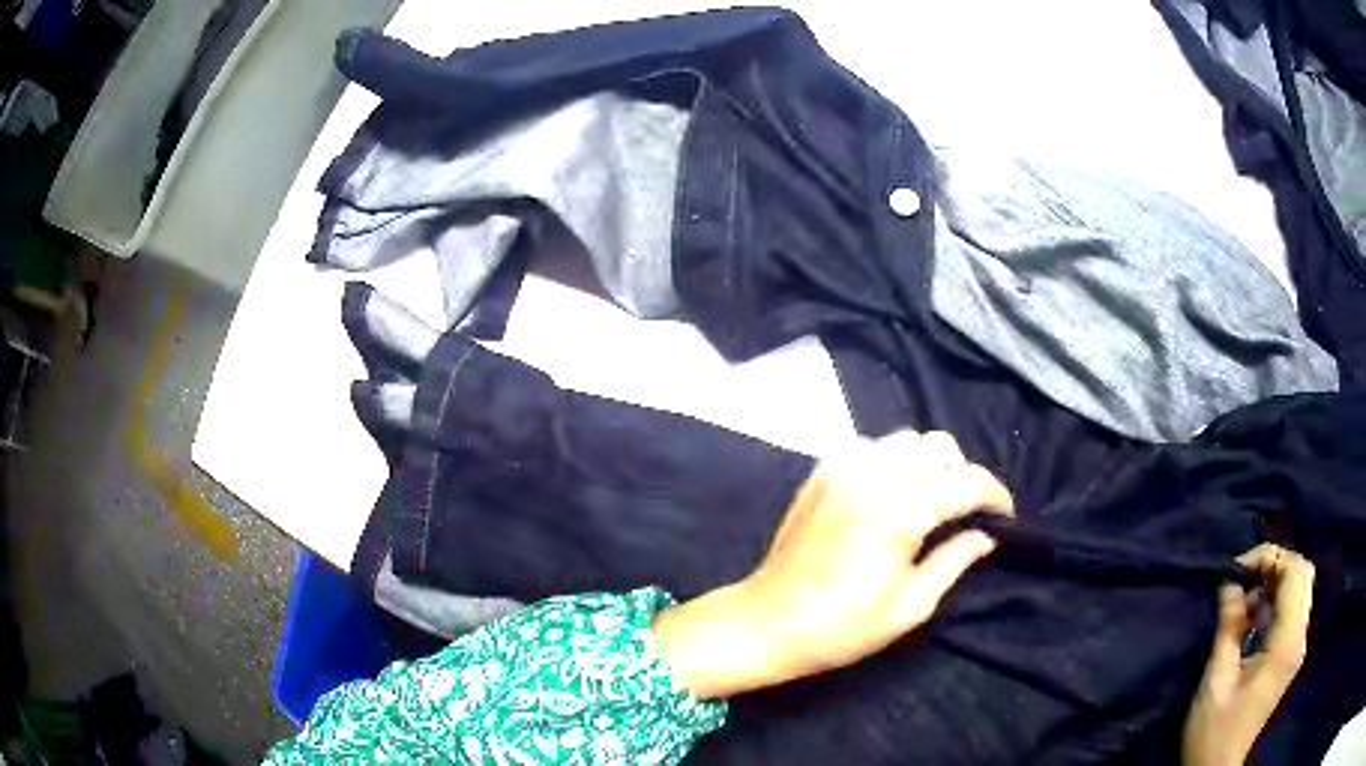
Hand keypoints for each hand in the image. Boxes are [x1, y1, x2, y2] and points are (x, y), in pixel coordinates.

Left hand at [653, 431, 1013, 698]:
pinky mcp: (822, 470)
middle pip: (938, 447)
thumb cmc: (841, 627)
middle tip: (962, 512)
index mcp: (900, 511)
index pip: (967, 482)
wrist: (767, 621)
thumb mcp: (910, 606)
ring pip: (906, 441)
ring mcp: (843, 466)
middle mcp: (873, 474)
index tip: (1004, 515)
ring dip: (926, 465)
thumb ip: (954, 560)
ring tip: (928, 502)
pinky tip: (889, 496)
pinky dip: (892, 463)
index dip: (995, 495)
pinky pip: (872, 448)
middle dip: (960, 474)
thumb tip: (987, 535)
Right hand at [1183, 544, 1314, 765]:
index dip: (1270, 558)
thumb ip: (1228, 626)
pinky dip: (1278, 601)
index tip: (1237, 570)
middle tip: (1244, 578)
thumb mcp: (1216, 680)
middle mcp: (1300, 637)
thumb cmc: (1214, 730)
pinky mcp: (1291, 655)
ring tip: (1247, 598)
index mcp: (1287, 642)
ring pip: (1301, 587)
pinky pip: (1295, 609)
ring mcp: (1298, 646)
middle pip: (1303, 574)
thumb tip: (1229, 582)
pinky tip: (1255, 618)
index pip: (1294, 573)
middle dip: (1276, 564)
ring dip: (1277, 581)